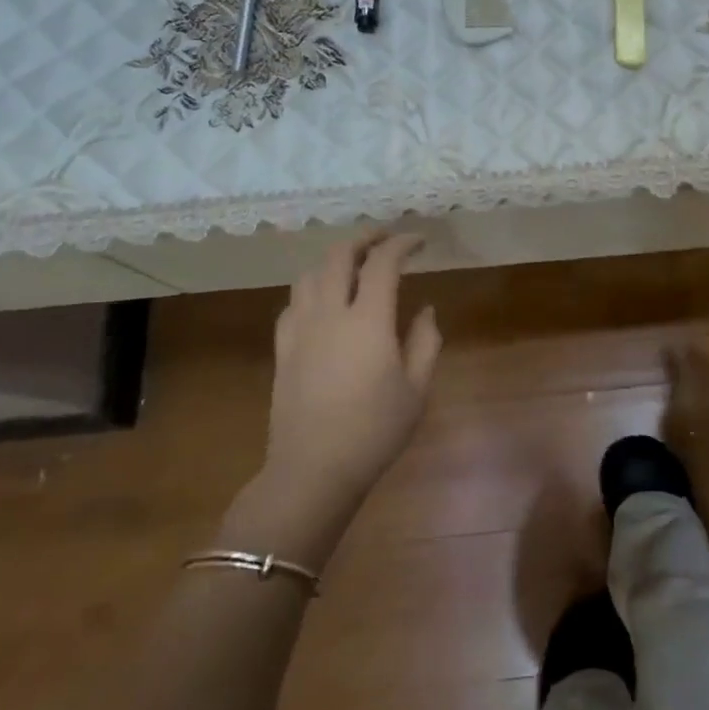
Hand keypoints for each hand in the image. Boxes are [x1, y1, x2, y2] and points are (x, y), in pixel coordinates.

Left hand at [259, 233, 442, 500]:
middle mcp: (329, 314)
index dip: (402, 243)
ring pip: (309, 274)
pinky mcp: (283, 349)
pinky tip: (324, 300)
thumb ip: (425, 341)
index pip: (382, 262)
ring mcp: (300, 330)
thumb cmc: (374, 431)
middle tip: (385, 237)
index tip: (419, 241)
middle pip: (338, 256)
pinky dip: (312, 288)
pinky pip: (293, 302)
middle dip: (364, 238)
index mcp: (367, 321)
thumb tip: (424, 309)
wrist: (312, 472)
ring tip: (353, 262)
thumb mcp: (417, 389)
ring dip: (334, 259)